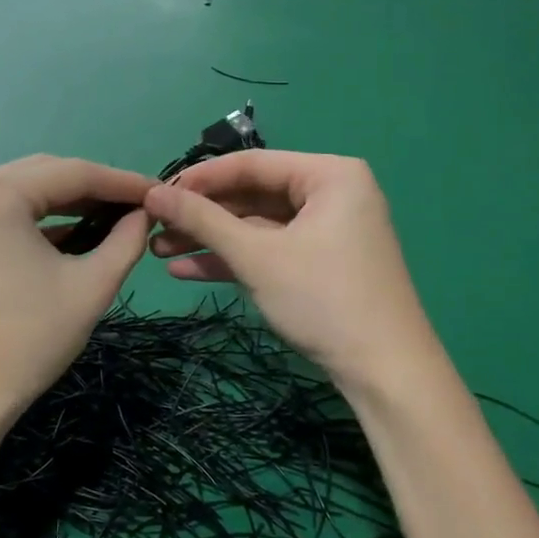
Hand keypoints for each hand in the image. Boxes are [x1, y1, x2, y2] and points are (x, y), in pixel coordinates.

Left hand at [0, 156, 151, 434]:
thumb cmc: (27, 342)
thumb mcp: (90, 287)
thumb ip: (126, 240)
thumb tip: (145, 213)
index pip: (72, 172)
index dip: (121, 182)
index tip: (158, 191)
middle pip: (43, 173)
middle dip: (93, 188)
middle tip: (137, 205)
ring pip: (22, 190)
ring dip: (66, 201)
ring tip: (113, 215)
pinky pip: (2, 210)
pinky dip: (37, 218)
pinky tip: (73, 231)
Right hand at [144, 151, 441, 396]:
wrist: (386, 373)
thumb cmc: (324, 299)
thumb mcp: (257, 256)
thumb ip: (203, 220)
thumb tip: (152, 193)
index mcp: (330, 174)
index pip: (252, 163)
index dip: (199, 178)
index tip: (154, 193)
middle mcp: (331, 193)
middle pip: (252, 194)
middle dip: (201, 215)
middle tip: (153, 226)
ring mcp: (326, 230)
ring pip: (256, 226)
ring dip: (210, 239)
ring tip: (157, 249)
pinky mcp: (320, 262)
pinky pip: (270, 249)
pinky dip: (233, 259)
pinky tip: (185, 269)